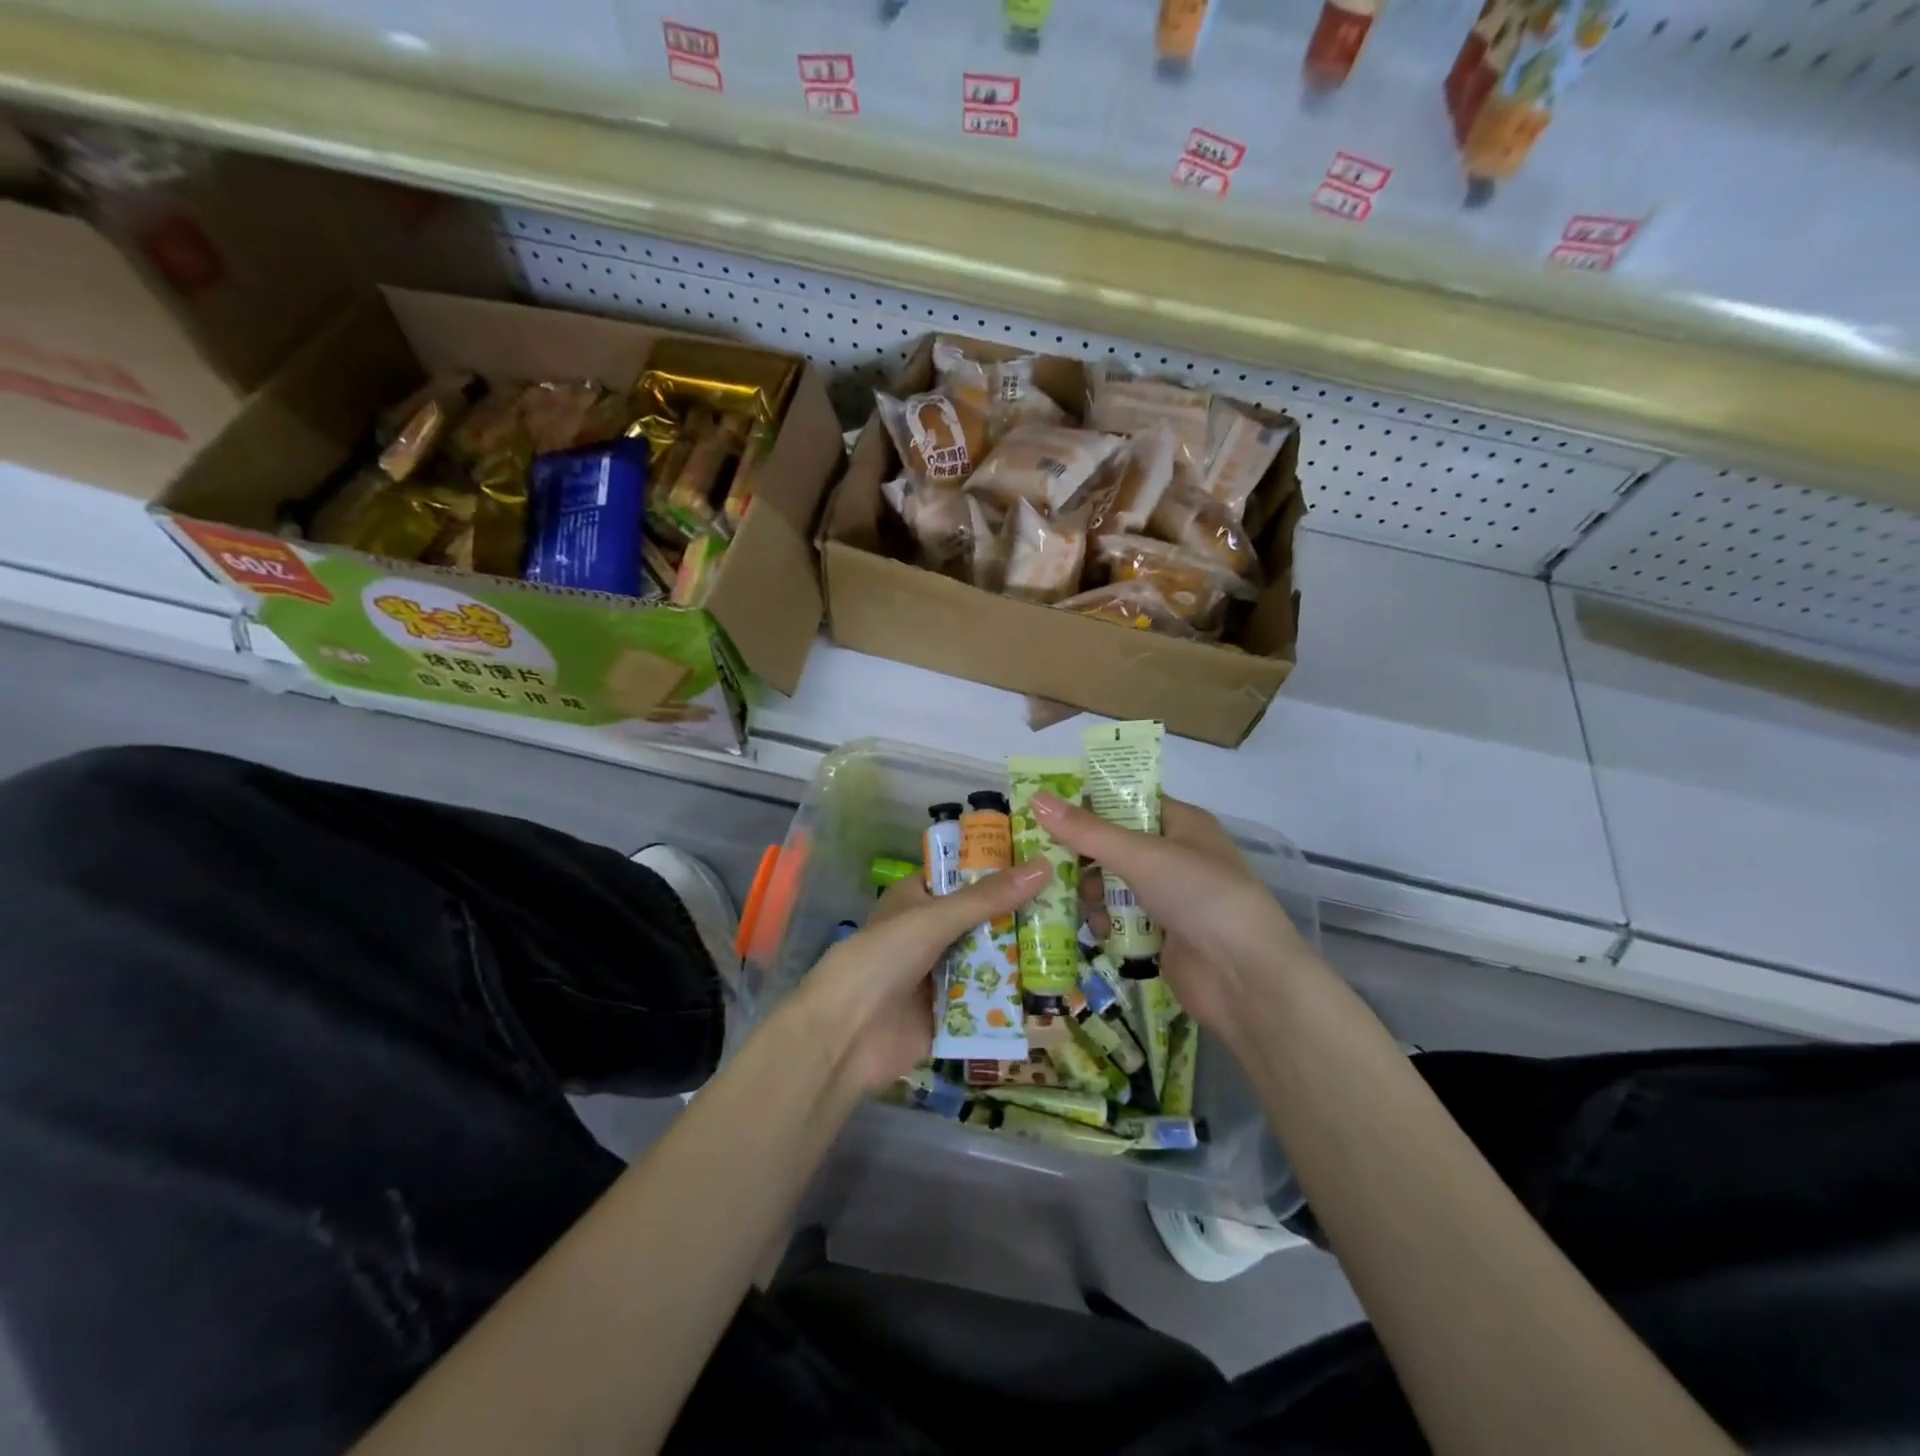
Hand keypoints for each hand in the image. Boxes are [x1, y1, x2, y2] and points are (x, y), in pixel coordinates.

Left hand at [790, 860, 1050, 1090]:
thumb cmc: (883, 959)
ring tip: (1073, 941)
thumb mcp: (935, 918)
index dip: (1000, 867)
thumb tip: (1044, 866)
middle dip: (1020, 915)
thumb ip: (988, 898)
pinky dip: (1013, 996)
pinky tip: (1054, 988)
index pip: (965, 875)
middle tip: (1072, 903)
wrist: (846, 1036)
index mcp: (918, 899)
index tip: (1045, 859)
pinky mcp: (951, 1013)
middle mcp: (931, 933)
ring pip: (989, 959)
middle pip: (983, 919)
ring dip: (1021, 955)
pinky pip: (988, 1000)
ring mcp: (941, 974)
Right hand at [1032, 792, 1310, 1037]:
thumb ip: (1087, 831)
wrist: (1245, 978)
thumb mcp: (1141, 855)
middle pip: (1117, 845)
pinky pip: (1122, 919)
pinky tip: (1095, 929)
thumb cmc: (1199, 896)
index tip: (1046, 808)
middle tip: (1043, 856)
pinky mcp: (1162, 935)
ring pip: (1116, 884)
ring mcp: (1170, 898)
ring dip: (1092, 890)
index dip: (1089, 803)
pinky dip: (1106, 922)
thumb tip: (1036, 799)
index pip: (1128, 801)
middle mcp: (1177, 856)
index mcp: (1183, 823)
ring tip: (1070, 896)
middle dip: (1083, 853)